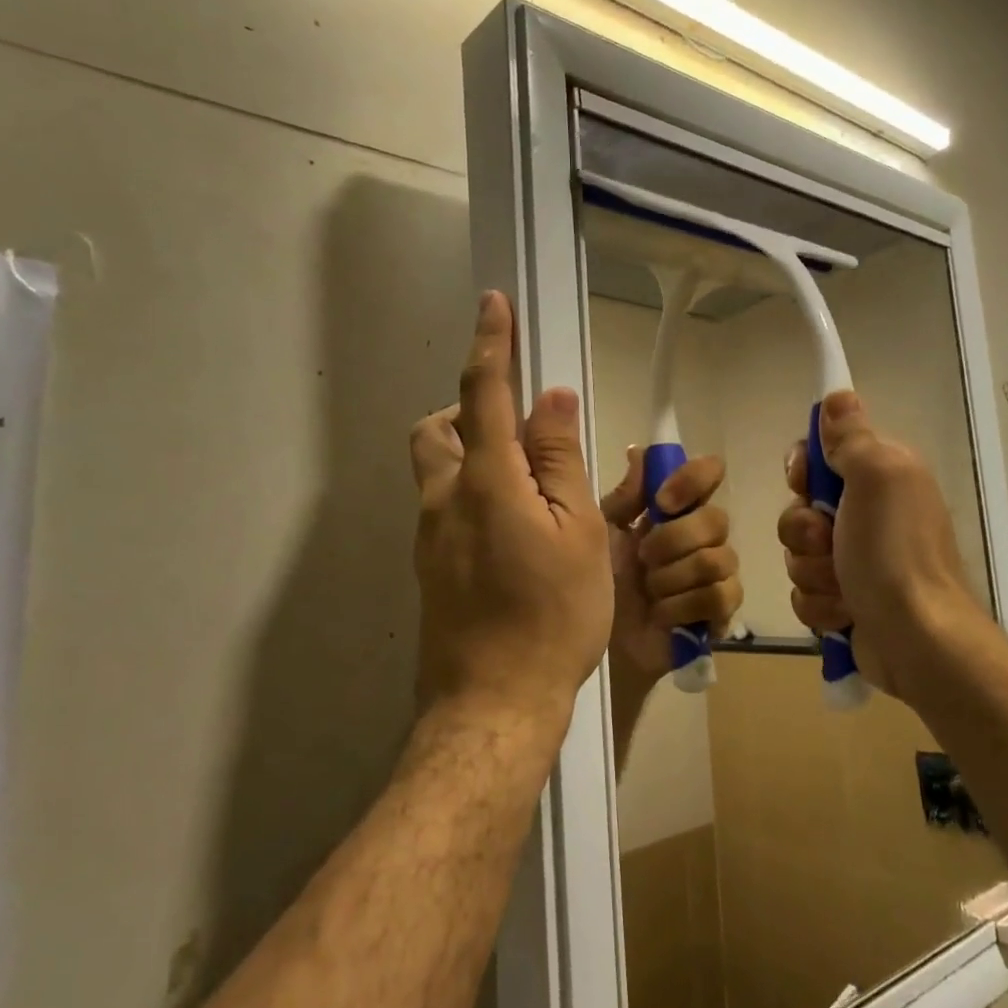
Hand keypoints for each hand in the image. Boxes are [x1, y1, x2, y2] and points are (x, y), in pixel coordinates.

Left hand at [410, 292, 612, 731]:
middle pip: (436, 429)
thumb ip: (560, 460)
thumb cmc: (551, 615)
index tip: (493, 304)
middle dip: (469, 410)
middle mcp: (443, 499)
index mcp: (485, 481)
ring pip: (437, 469)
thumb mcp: (578, 532)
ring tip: (529, 489)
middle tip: (520, 434)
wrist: (493, 703)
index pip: (483, 392)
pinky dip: (473, 494)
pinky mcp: (429, 567)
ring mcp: (429, 536)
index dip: (490, 343)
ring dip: (472, 454)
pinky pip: (444, 507)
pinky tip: (515, 536)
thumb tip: (552, 398)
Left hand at [600, 448, 741, 690]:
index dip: (693, 480)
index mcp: (669, 510)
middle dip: (673, 541)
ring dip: (673, 578)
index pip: (707, 473)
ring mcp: (712, 575)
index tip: (661, 502)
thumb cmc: (580, 583)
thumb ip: (624, 496)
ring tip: (648, 592)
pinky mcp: (718, 614)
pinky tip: (660, 615)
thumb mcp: (595, 531)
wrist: (583, 646)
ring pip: (720, 558)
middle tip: (643, 559)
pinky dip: (683, 607)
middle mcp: (697, 535)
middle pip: (717, 518)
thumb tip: (640, 451)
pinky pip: (722, 596)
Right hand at [779, 391, 980, 705]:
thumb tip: (838, 394)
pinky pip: (806, 592)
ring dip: (812, 572)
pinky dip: (820, 604)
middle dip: (804, 531)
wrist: (916, 640)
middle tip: (827, 542)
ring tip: (842, 587)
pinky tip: (844, 613)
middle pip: (801, 508)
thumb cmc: (893, 553)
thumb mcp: (876, 478)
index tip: (805, 483)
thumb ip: (852, 437)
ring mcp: (857, 561)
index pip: (821, 455)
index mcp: (882, 477)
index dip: (804, 469)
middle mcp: (870, 514)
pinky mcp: (847, 601)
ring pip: (799, 553)